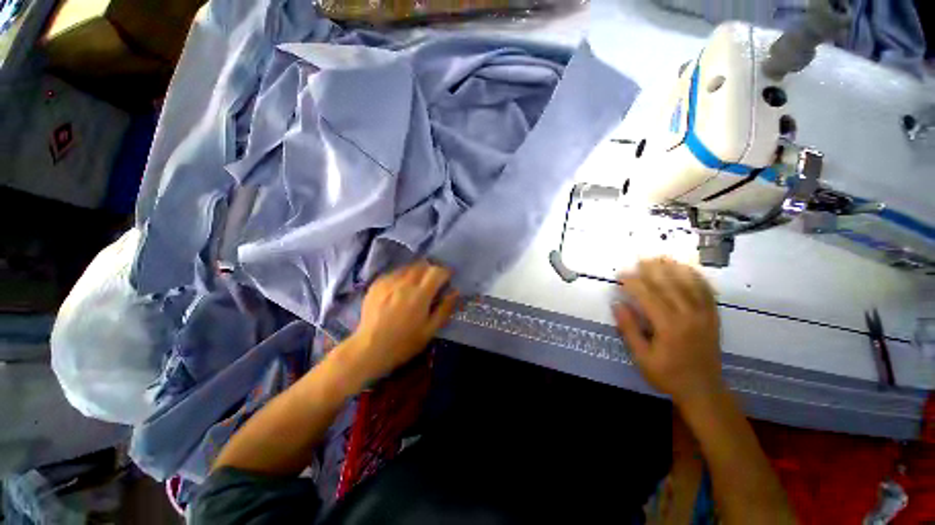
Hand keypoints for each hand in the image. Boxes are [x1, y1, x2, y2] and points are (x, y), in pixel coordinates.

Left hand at [344, 261, 458, 382]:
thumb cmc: (403, 343)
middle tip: (434, 281)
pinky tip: (400, 288)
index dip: (445, 272)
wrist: (369, 349)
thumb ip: (445, 309)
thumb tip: (456, 292)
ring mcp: (388, 282)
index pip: (437, 272)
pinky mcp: (376, 284)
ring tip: (417, 284)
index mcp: (420, 294)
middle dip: (431, 270)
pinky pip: (394, 273)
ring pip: (408, 267)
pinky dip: (402, 276)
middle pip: (422, 265)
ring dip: (417, 272)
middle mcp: (404, 283)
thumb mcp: (430, 330)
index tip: (448, 278)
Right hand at [613, 258, 723, 407]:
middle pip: (669, 285)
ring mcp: (704, 315)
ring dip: (674, 268)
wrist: (703, 390)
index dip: (633, 282)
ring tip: (660, 257)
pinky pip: (706, 292)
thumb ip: (629, 329)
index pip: (648, 295)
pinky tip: (688, 269)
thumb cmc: (667, 375)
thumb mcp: (641, 357)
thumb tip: (617, 304)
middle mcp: (688, 316)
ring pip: (689, 284)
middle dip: (652, 270)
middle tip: (638, 259)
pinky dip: (697, 278)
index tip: (621, 275)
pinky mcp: (713, 317)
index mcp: (668, 326)